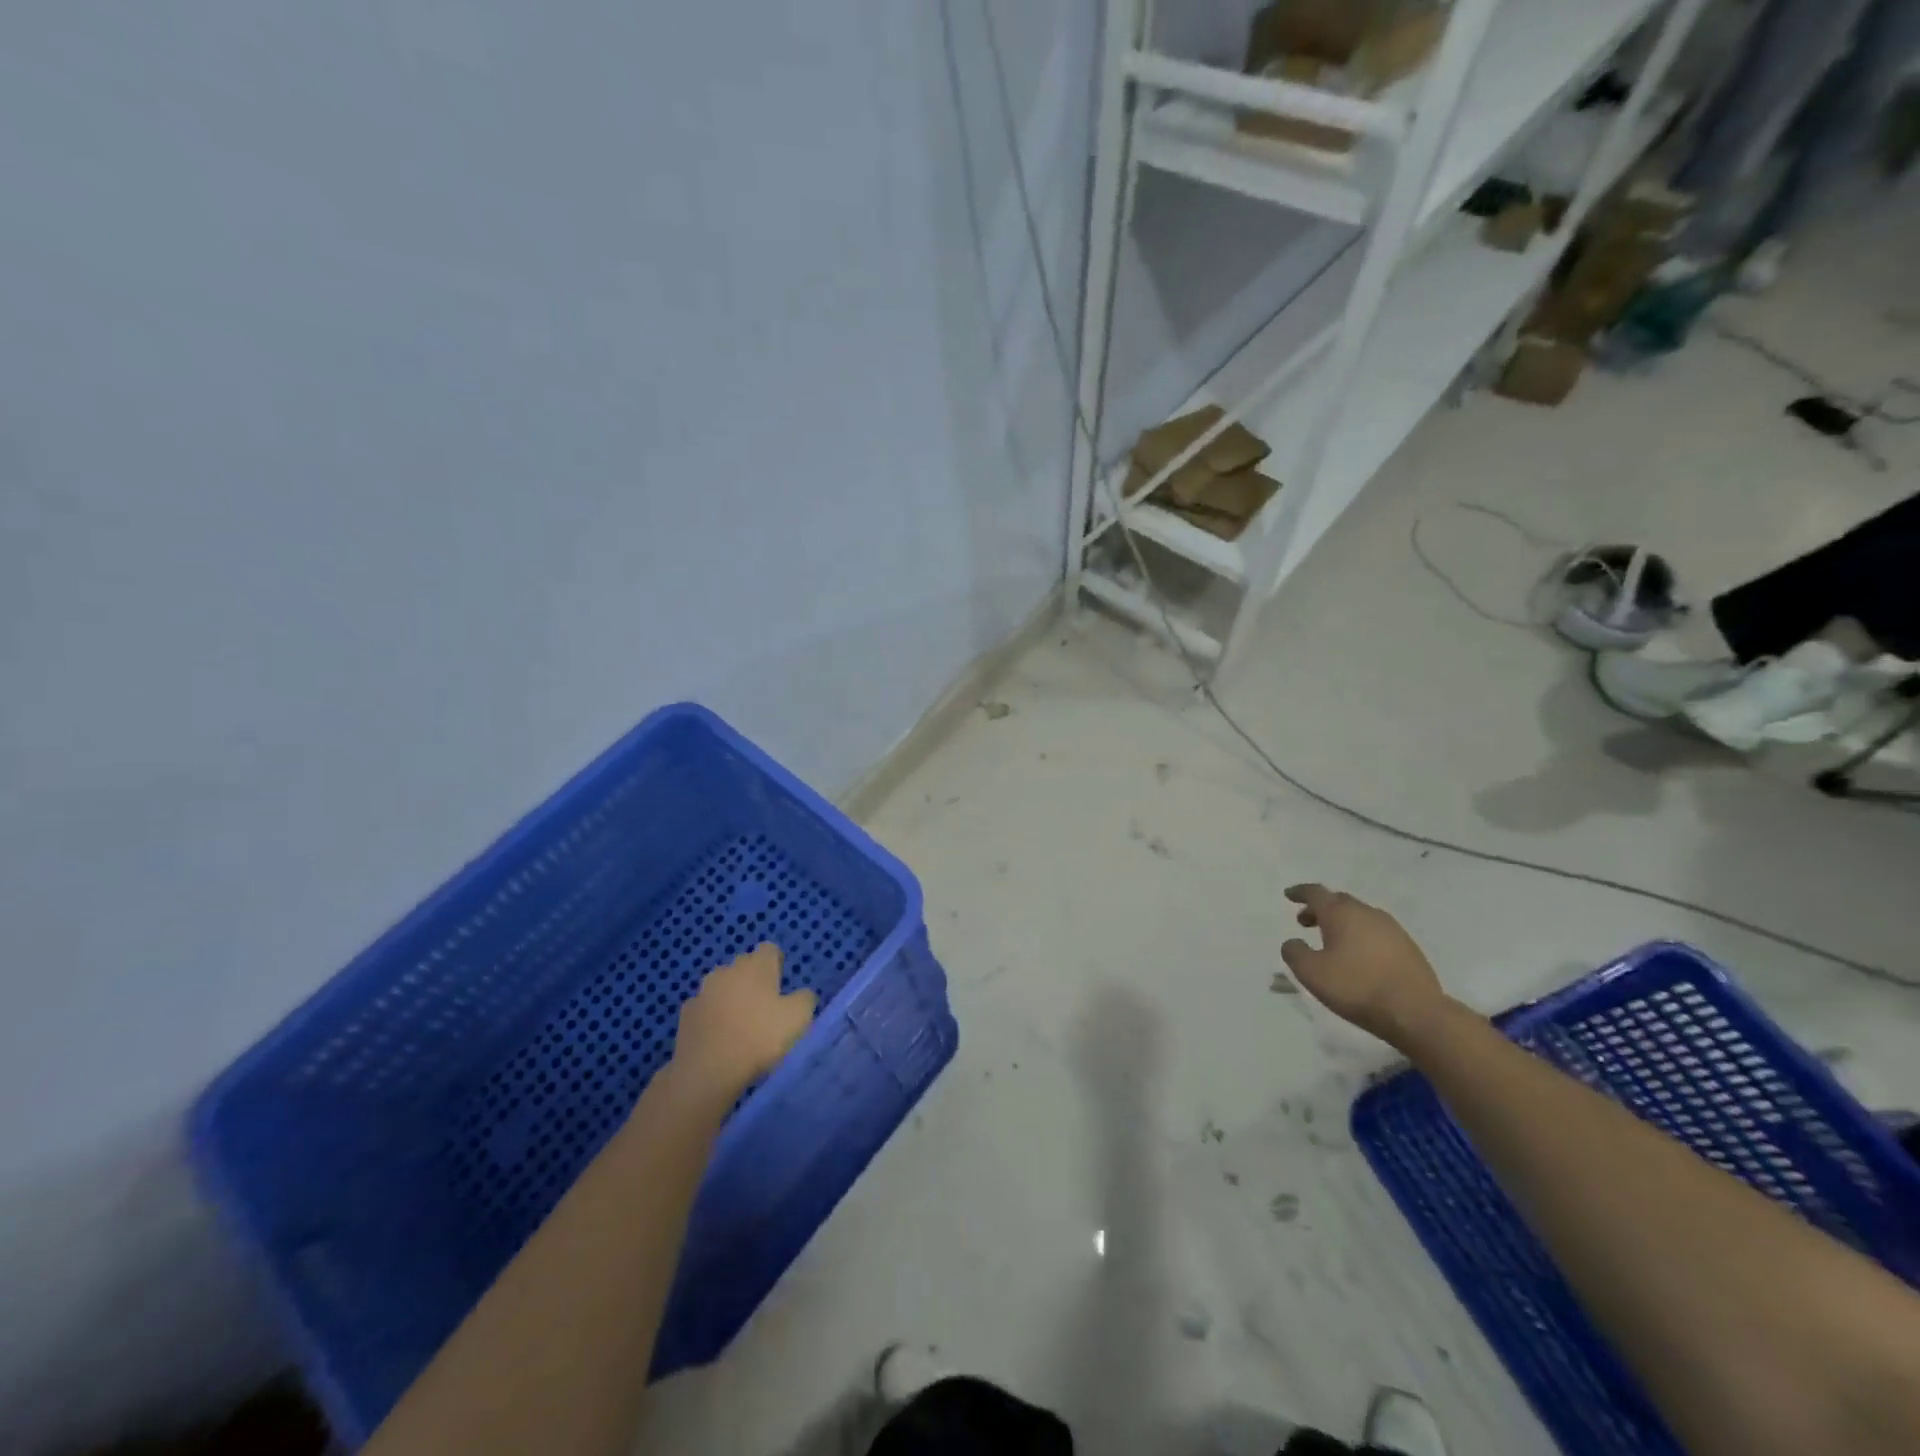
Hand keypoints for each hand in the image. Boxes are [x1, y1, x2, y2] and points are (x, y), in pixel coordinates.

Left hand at [669, 943, 816, 1100]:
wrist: (708, 1070)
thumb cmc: (759, 1037)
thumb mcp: (798, 1018)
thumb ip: (805, 999)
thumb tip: (802, 994)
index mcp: (756, 965)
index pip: (769, 950)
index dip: (776, 964)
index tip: (781, 986)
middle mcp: (728, 969)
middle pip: (744, 967)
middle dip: (753, 981)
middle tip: (764, 1008)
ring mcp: (703, 991)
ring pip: (722, 987)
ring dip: (730, 999)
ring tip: (740, 1026)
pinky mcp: (686, 1014)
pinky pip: (704, 1009)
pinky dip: (712, 1018)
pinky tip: (719, 1039)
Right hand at [1281, 885, 1448, 1048]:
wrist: (1416, 1012)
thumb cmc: (1357, 987)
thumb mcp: (1312, 973)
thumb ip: (1294, 953)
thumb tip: (1293, 942)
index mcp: (1341, 913)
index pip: (1315, 893)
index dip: (1300, 892)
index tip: (1289, 895)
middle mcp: (1367, 913)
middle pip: (1339, 901)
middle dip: (1320, 908)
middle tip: (1305, 921)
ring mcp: (1392, 929)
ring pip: (1360, 916)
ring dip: (1342, 923)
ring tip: (1332, 941)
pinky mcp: (1409, 947)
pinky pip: (1377, 932)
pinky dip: (1361, 936)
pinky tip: (1359, 956)